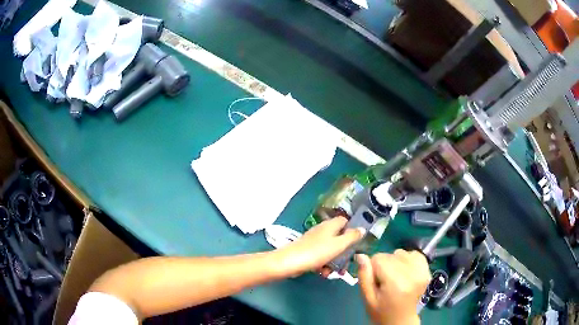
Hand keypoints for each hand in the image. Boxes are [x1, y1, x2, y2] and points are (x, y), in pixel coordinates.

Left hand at [274, 217, 364, 276]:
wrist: (290, 262)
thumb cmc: (317, 252)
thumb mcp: (339, 244)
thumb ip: (352, 236)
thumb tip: (362, 228)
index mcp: (331, 225)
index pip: (345, 221)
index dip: (352, 230)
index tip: (357, 243)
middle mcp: (322, 230)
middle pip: (339, 238)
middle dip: (344, 253)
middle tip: (346, 265)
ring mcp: (314, 241)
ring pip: (330, 250)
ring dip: (334, 262)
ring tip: (333, 273)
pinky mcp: (307, 251)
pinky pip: (321, 256)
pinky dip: (324, 264)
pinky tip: (323, 273)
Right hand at [357, 250, 430, 324]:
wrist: (401, 321)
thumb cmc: (381, 312)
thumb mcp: (367, 298)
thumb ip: (364, 276)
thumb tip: (361, 255)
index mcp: (396, 282)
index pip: (379, 258)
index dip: (372, 268)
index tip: (375, 281)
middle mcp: (412, 273)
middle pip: (390, 255)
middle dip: (383, 265)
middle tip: (384, 282)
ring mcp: (422, 271)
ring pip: (401, 253)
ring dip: (395, 262)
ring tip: (394, 278)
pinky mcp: (427, 270)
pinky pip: (414, 254)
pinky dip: (407, 260)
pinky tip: (404, 272)